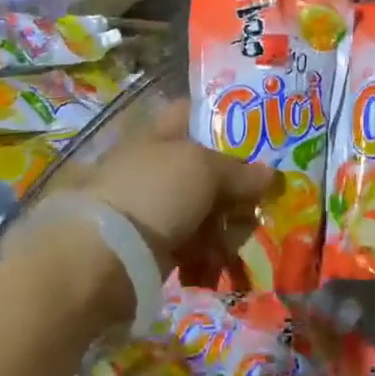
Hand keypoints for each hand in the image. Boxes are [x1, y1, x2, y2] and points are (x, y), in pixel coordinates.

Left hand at [60, 99, 274, 277]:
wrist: (105, 257)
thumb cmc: (155, 192)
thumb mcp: (203, 168)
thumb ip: (238, 170)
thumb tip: (269, 174)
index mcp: (161, 134)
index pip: (195, 113)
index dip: (225, 118)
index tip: (259, 133)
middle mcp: (159, 166)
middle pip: (209, 167)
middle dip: (237, 185)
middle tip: (260, 199)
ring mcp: (156, 207)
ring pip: (207, 208)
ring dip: (227, 224)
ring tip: (237, 239)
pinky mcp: (156, 245)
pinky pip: (195, 243)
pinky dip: (209, 253)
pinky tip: (217, 262)